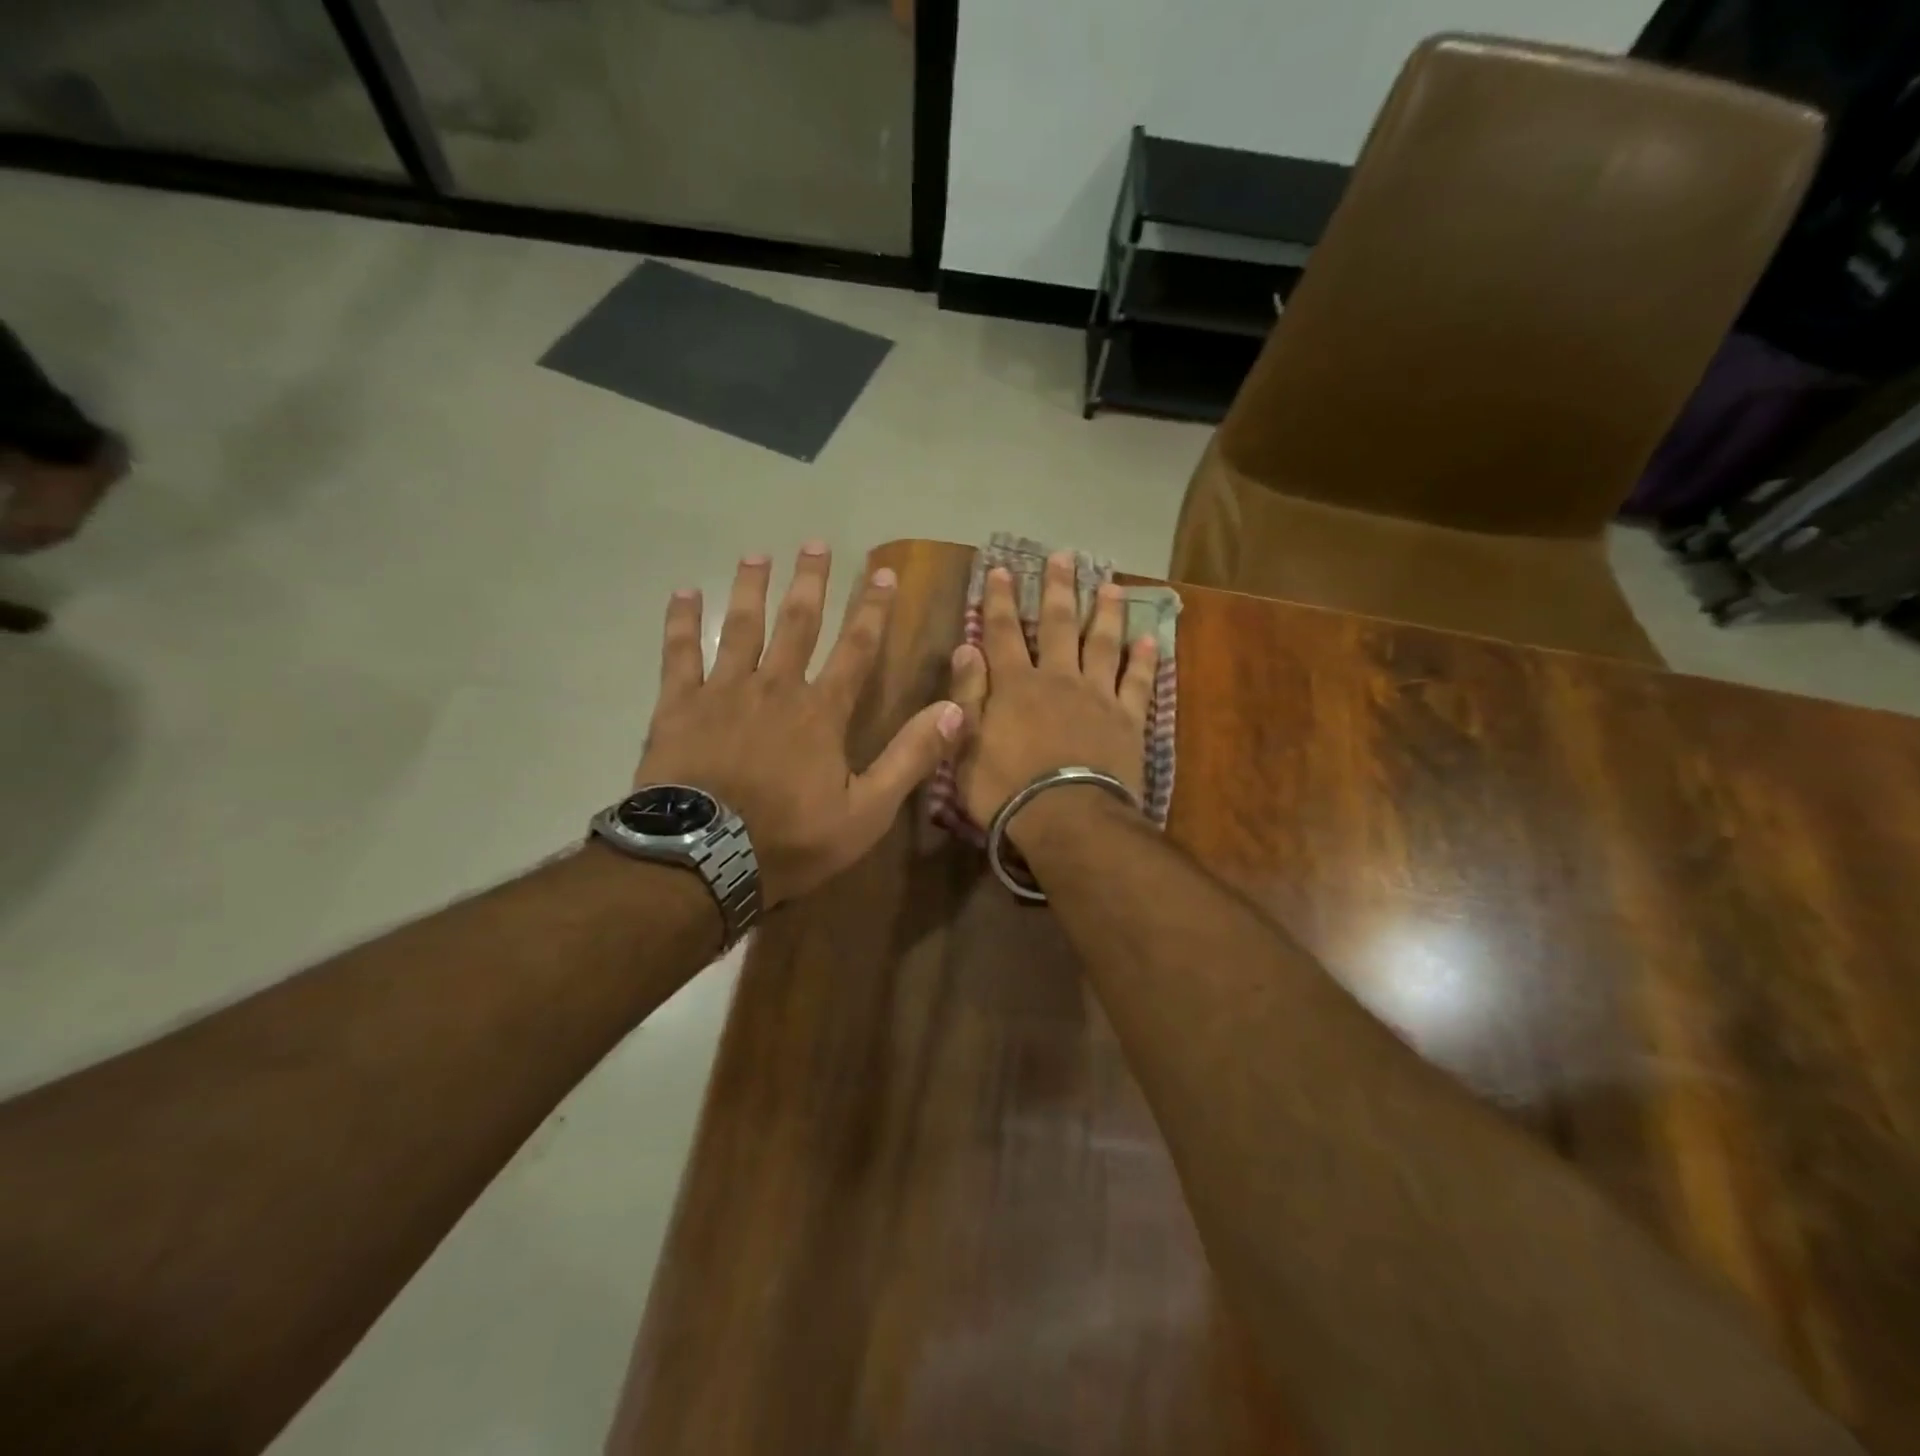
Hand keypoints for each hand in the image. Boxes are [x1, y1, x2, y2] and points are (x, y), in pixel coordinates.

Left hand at [634, 543, 964, 906]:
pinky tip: (684, 592)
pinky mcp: (678, 705)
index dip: (872, 611)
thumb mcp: (866, 812)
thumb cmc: (789, 839)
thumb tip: (957, 710)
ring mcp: (724, 691)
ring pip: (742, 627)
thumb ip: (910, 758)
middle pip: (798, 624)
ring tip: (757, 554)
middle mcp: (776, 687)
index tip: (883, 574)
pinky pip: (679, 653)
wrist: (703, 859)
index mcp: (821, 711)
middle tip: (816, 544)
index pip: (856, 649)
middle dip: (811, 583)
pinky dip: (681, 622)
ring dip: (753, 588)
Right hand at [948, 551, 1157, 848]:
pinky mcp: (1129, 719)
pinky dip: (1145, 661)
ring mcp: (1098, 696)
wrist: (1069, 819)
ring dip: (1106, 613)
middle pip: (1058, 625)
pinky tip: (1151, 641)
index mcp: (1015, 685)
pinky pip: (1139, 683)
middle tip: (1064, 557)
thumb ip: (967, 696)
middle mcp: (1058, 679)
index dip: (999, 599)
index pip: (1002, 633)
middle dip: (1058, 589)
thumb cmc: (1007, 790)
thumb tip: (965, 647)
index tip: (1001, 569)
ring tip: (1110, 586)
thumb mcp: (966, 746)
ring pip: (1103, 643)